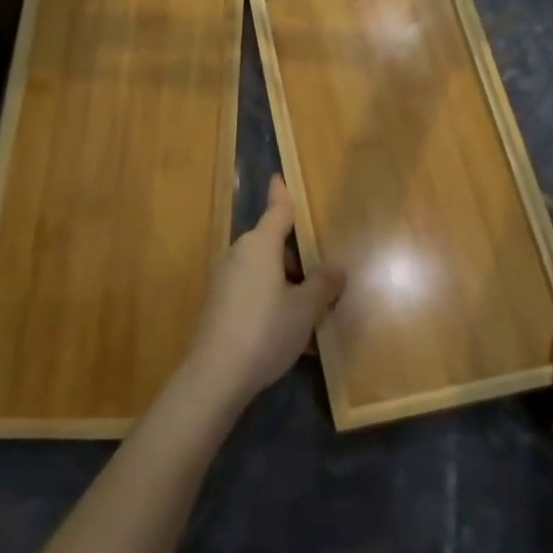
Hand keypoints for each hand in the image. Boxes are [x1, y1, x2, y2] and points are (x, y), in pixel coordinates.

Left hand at [183, 176, 344, 412]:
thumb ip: (323, 285)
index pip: (277, 211)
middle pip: (272, 245)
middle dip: (296, 256)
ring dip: (287, 285)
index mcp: (260, 246)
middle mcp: (238, 255)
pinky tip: (292, 336)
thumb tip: (337, 268)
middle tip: (323, 273)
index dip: (281, 193)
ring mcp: (225, 281)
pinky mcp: (218, 306)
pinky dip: (273, 304)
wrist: (215, 376)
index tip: (278, 176)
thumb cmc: (266, 330)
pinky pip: (253, 293)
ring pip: (264, 272)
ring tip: (313, 311)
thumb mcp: (305, 308)